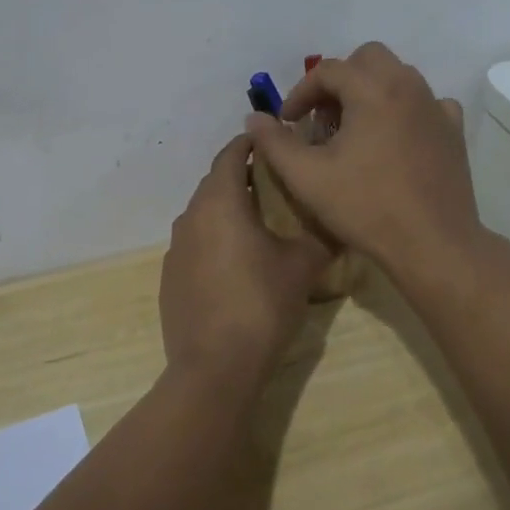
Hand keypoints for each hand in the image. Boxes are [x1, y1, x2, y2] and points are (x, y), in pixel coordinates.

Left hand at [160, 133, 330, 388]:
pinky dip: (214, 239)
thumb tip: (339, 220)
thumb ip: (321, 235)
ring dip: (226, 209)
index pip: (230, 155)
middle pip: (214, 183)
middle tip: (273, 181)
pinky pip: (194, 244)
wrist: (215, 368)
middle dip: (240, 176)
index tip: (271, 142)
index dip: (250, 144)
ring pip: (202, 214)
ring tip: (258, 220)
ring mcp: (175, 249)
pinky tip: (235, 263)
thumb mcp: (303, 266)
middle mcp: (190, 217)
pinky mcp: (170, 278)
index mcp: (220, 202)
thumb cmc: (261, 304)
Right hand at [243, 42, 485, 282]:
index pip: (327, 70)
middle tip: (323, 117)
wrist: (433, 244)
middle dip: (340, 80)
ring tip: (354, 130)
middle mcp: (408, 86)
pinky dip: (404, 110)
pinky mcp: (453, 130)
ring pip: (398, 77)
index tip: (287, 122)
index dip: (300, 92)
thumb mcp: (307, 177)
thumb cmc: (366, 207)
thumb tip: (254, 118)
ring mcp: (435, 107)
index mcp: (373, 89)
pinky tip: (394, 139)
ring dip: (370, 91)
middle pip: (367, 59)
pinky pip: (425, 103)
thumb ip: (275, 142)